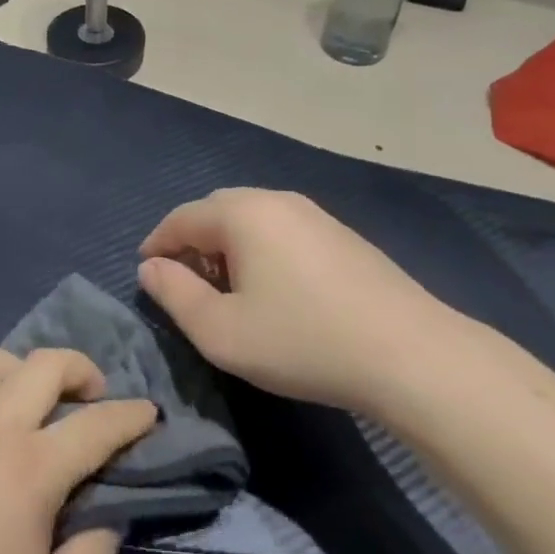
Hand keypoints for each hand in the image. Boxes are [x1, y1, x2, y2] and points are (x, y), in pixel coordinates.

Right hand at [138, 188, 467, 412]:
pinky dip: (261, 250)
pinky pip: (283, 231)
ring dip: (227, 246)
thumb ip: (175, 295)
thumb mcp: (221, 332)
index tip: (145, 273)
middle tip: (184, 282)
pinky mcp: (342, 235)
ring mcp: (315, 214)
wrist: (409, 353)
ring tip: (226, 289)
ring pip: (252, 219)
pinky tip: (273, 289)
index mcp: (242, 214)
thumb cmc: (301, 341)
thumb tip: (151, 268)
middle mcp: (276, 200)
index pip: (182, 218)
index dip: (157, 244)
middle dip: (192, 242)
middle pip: (217, 211)